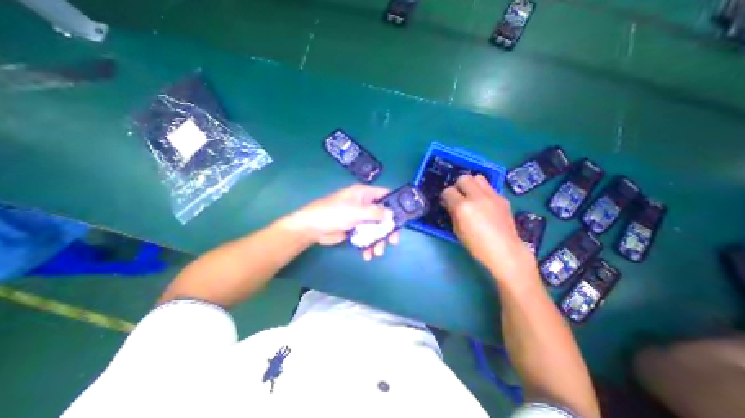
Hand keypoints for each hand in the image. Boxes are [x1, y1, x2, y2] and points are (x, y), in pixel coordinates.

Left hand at [287, 183, 401, 258]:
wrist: (312, 228)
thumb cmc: (333, 214)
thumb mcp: (356, 211)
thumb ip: (375, 212)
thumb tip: (391, 214)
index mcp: (364, 194)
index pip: (385, 195)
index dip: (395, 204)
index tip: (402, 218)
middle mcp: (364, 204)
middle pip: (382, 215)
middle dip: (387, 230)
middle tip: (392, 242)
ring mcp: (359, 217)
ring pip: (375, 228)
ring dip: (377, 241)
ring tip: (376, 253)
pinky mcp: (354, 229)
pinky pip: (366, 236)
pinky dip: (368, 245)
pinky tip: (367, 254)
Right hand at [439, 173, 532, 279]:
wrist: (505, 251)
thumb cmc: (476, 245)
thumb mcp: (457, 230)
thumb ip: (452, 213)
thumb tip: (450, 203)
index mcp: (462, 207)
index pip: (448, 191)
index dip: (445, 196)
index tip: (447, 202)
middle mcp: (477, 197)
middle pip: (464, 178)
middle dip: (458, 186)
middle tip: (459, 196)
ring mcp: (492, 196)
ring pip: (478, 177)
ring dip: (471, 184)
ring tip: (472, 196)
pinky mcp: (502, 198)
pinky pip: (489, 187)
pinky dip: (483, 192)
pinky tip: (485, 204)